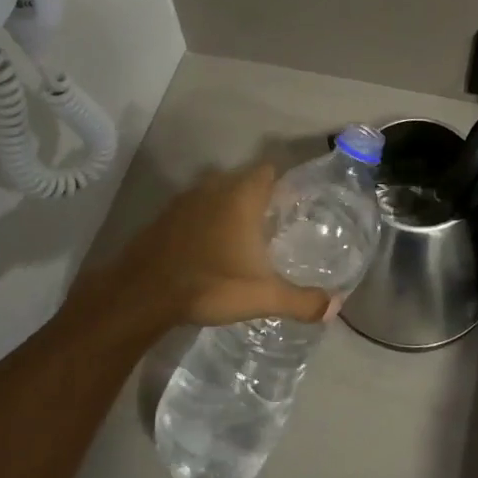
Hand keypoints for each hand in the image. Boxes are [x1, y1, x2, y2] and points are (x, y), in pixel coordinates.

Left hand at [81, 164, 332, 331]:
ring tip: (241, 240)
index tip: (293, 206)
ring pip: (217, 194)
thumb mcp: (261, 296)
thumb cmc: (210, 284)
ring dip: (228, 210)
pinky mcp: (164, 216)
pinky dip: (204, 222)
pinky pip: (194, 210)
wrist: (142, 293)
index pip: (269, 170)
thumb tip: (335, 307)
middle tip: (272, 228)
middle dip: (258, 199)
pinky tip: (207, 250)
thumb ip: (301, 300)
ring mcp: (186, 199)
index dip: (283, 184)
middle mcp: (215, 187)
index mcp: (242, 196)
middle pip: (244, 181)